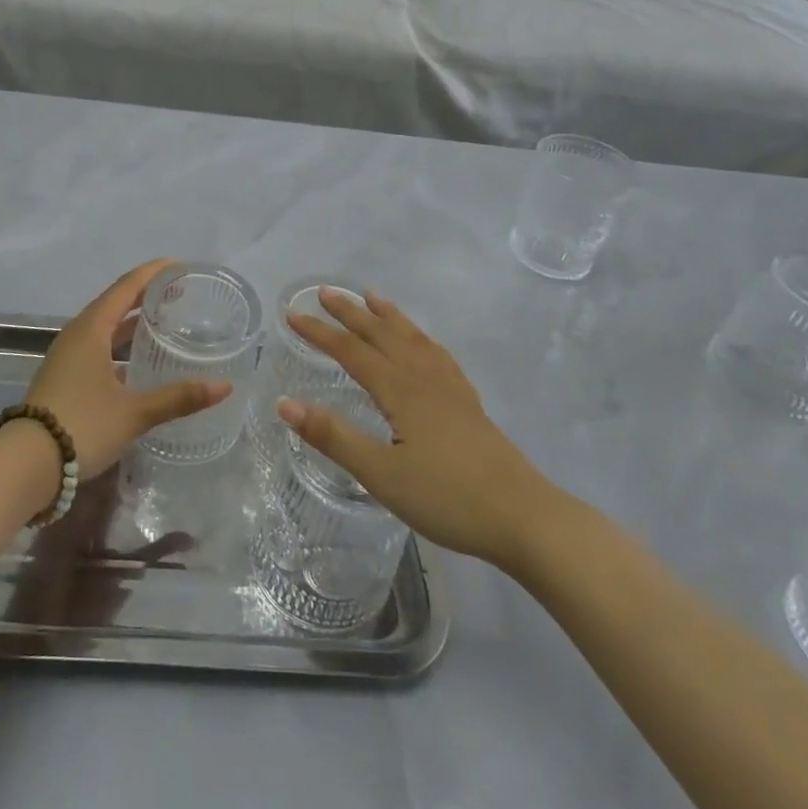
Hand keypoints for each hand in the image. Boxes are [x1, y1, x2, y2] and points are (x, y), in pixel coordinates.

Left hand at [25, 260, 231, 478]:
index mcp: (92, 329)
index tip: (180, 266)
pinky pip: (98, 348)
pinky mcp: (65, 378)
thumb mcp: (135, 412)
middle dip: (147, 296)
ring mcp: (68, 357)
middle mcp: (78, 335)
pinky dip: (121, 346)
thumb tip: (224, 386)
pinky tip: (139, 364)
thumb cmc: (82, 425)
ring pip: (106, 328)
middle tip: (180, 294)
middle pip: (116, 303)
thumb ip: (179, 397)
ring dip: (133, 323)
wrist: (26, 465)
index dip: (154, 273)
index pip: (127, 286)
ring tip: (164, 323)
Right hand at [282, 290, 549, 567]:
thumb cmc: (447, 498)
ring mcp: (450, 387)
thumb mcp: (381, 475)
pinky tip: (422, 342)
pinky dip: (420, 337)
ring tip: (371, 297)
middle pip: (382, 334)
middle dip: (351, 312)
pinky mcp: (468, 402)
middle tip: (325, 292)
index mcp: (400, 390)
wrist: (522, 516)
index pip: (351, 351)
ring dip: (387, 315)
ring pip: (412, 338)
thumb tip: (285, 403)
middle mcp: (424, 377)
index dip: (320, 332)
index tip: (292, 314)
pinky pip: (437, 353)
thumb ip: (334, 437)